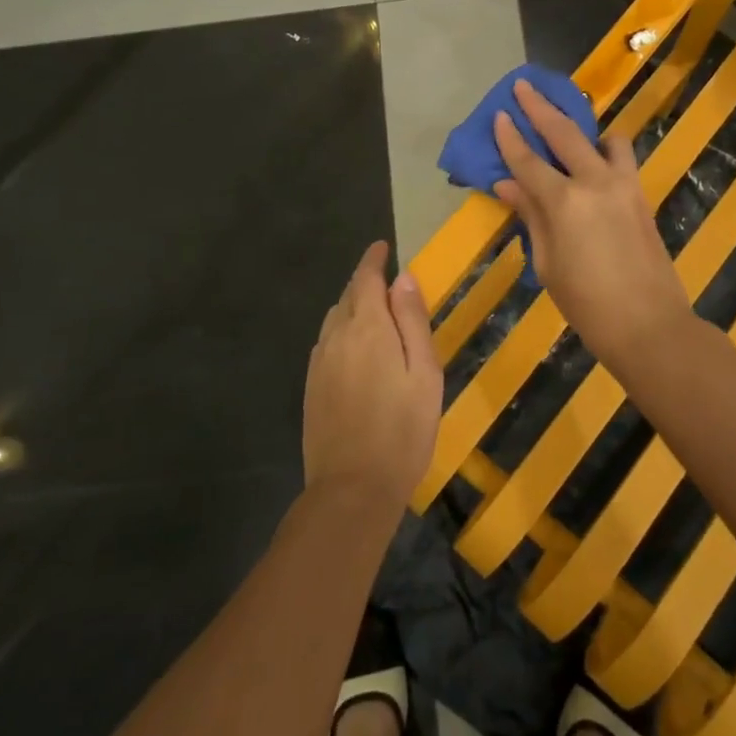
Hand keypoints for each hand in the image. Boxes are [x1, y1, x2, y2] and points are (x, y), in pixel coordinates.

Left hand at [303, 242, 442, 512]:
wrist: (353, 488)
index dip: (374, 260)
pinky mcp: (312, 387)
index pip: (366, 279)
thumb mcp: (423, 372)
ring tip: (373, 310)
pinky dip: (341, 331)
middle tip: (384, 279)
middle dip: (364, 282)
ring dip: (352, 306)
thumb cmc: (403, 429)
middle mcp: (336, 337)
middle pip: (348, 296)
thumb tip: (404, 278)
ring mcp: (319, 363)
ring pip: (334, 320)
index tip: (382, 247)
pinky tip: (353, 348)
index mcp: (367, 328)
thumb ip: (412, 321)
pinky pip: (326, 343)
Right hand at [492, 77, 694, 369]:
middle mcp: (594, 182)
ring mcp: (624, 185)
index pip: (527, 160)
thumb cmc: (586, 303)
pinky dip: (607, 151)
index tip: (498, 114)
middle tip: (524, 85)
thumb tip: (507, 185)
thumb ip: (530, 216)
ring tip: (571, 130)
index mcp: (564, 202)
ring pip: (604, 138)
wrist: (649, 325)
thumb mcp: (546, 262)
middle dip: (540, 107)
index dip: (509, 137)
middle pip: (563, 133)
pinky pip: (623, 159)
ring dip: (584, 127)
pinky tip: (596, 163)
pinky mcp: (642, 195)